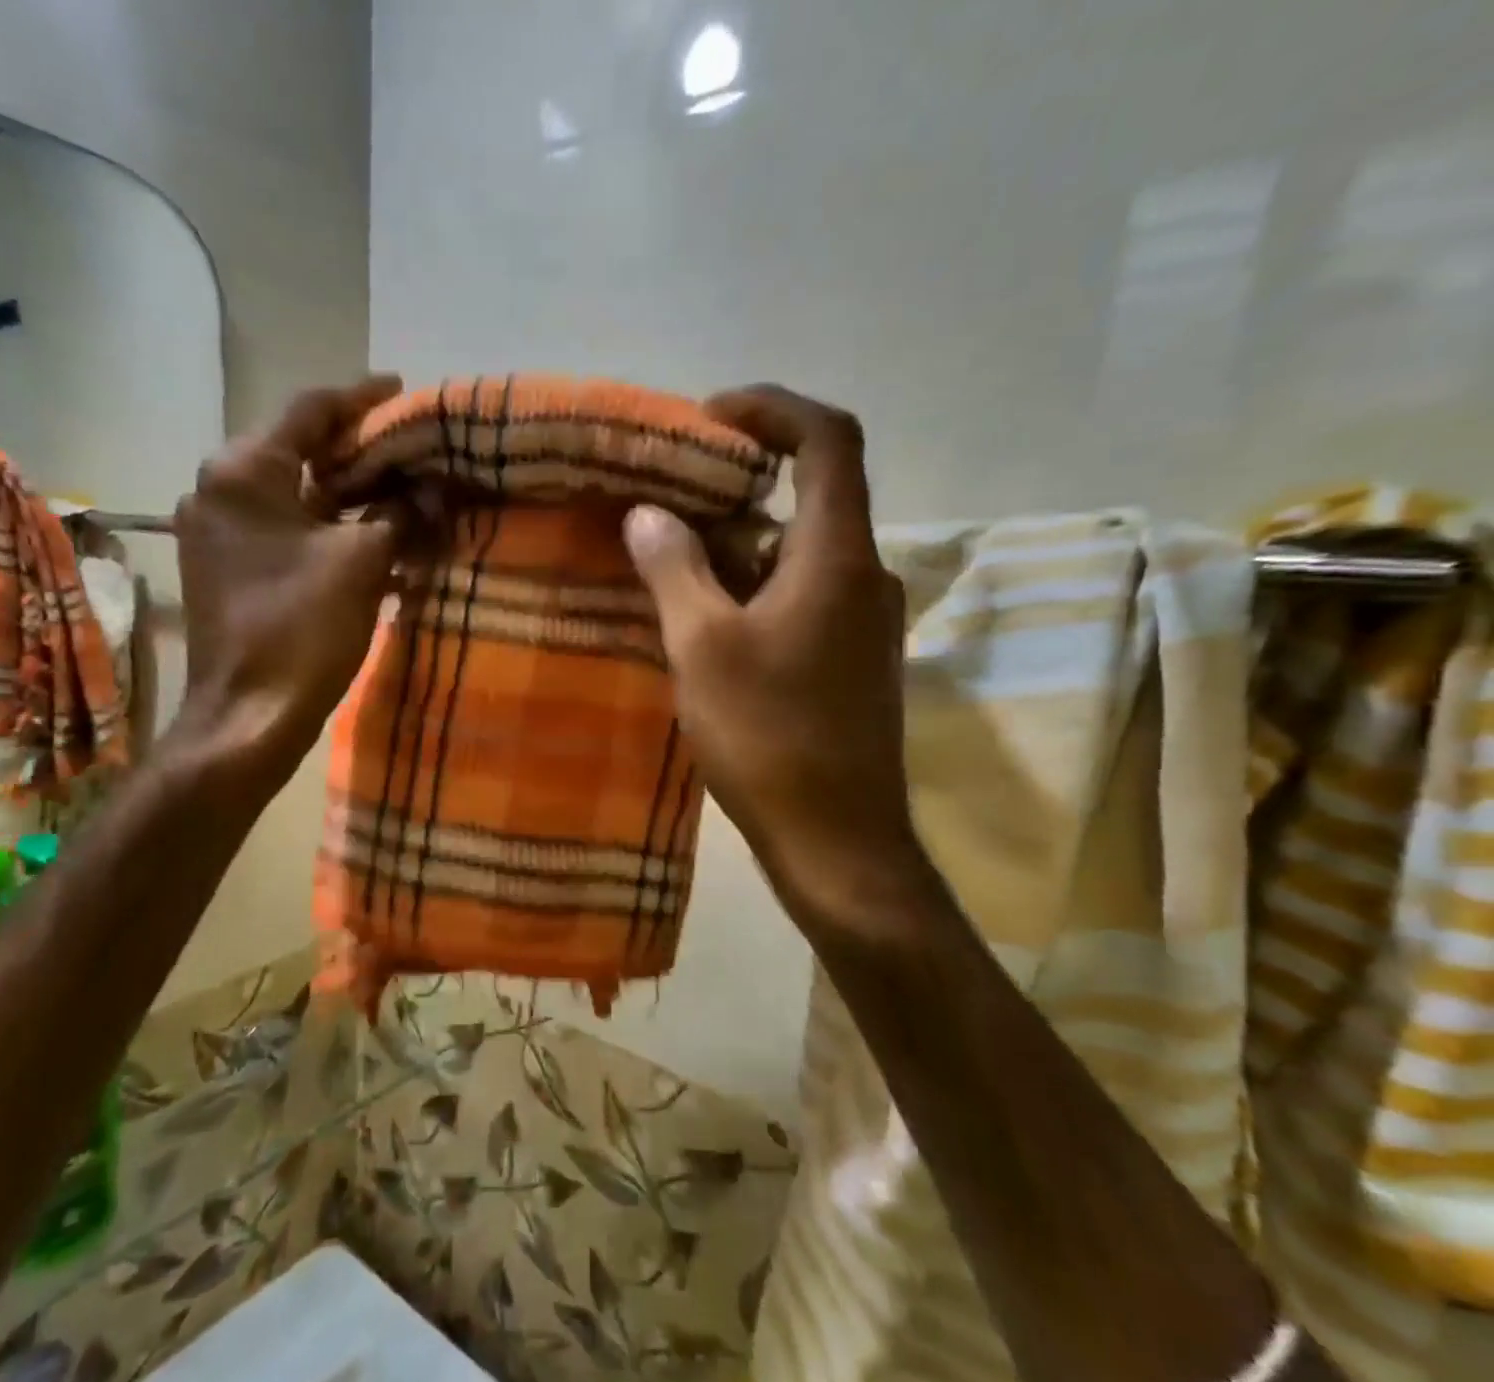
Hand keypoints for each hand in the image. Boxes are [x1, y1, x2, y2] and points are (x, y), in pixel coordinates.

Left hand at [168, 376, 409, 785]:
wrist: (248, 715)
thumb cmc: (302, 630)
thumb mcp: (363, 563)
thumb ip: (400, 512)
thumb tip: (431, 488)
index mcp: (244, 470)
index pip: (310, 410)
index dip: (362, 399)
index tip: (402, 390)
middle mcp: (217, 487)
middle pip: (297, 450)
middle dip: (356, 450)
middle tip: (409, 449)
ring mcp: (215, 530)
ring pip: (290, 493)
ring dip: (342, 493)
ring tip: (397, 491)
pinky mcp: (223, 565)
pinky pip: (280, 528)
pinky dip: (321, 526)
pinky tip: (364, 536)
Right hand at [623, 385, 937, 948]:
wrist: (837, 840)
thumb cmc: (769, 737)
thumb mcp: (703, 648)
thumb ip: (675, 570)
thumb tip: (648, 514)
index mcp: (838, 558)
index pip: (828, 442)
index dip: (772, 410)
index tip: (710, 418)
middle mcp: (865, 577)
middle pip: (807, 501)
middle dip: (735, 493)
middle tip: (667, 506)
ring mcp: (862, 624)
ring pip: (798, 558)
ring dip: (737, 552)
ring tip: (668, 572)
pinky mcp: (851, 662)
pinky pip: (800, 600)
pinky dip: (752, 593)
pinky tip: (702, 629)